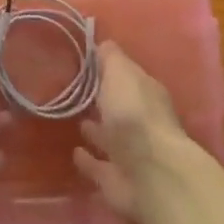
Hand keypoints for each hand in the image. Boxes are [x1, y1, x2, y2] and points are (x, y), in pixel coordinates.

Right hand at [73, 44, 190, 223]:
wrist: (149, 173)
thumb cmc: (134, 114)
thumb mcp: (121, 73)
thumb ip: (111, 58)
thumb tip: (103, 43)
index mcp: (146, 94)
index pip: (126, 77)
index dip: (108, 69)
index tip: (85, 63)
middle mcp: (141, 122)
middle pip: (119, 108)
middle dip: (102, 101)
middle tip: (75, 92)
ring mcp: (130, 153)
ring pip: (110, 138)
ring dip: (96, 131)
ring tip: (75, 121)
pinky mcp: (116, 180)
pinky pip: (98, 166)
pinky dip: (88, 160)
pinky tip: (74, 152)